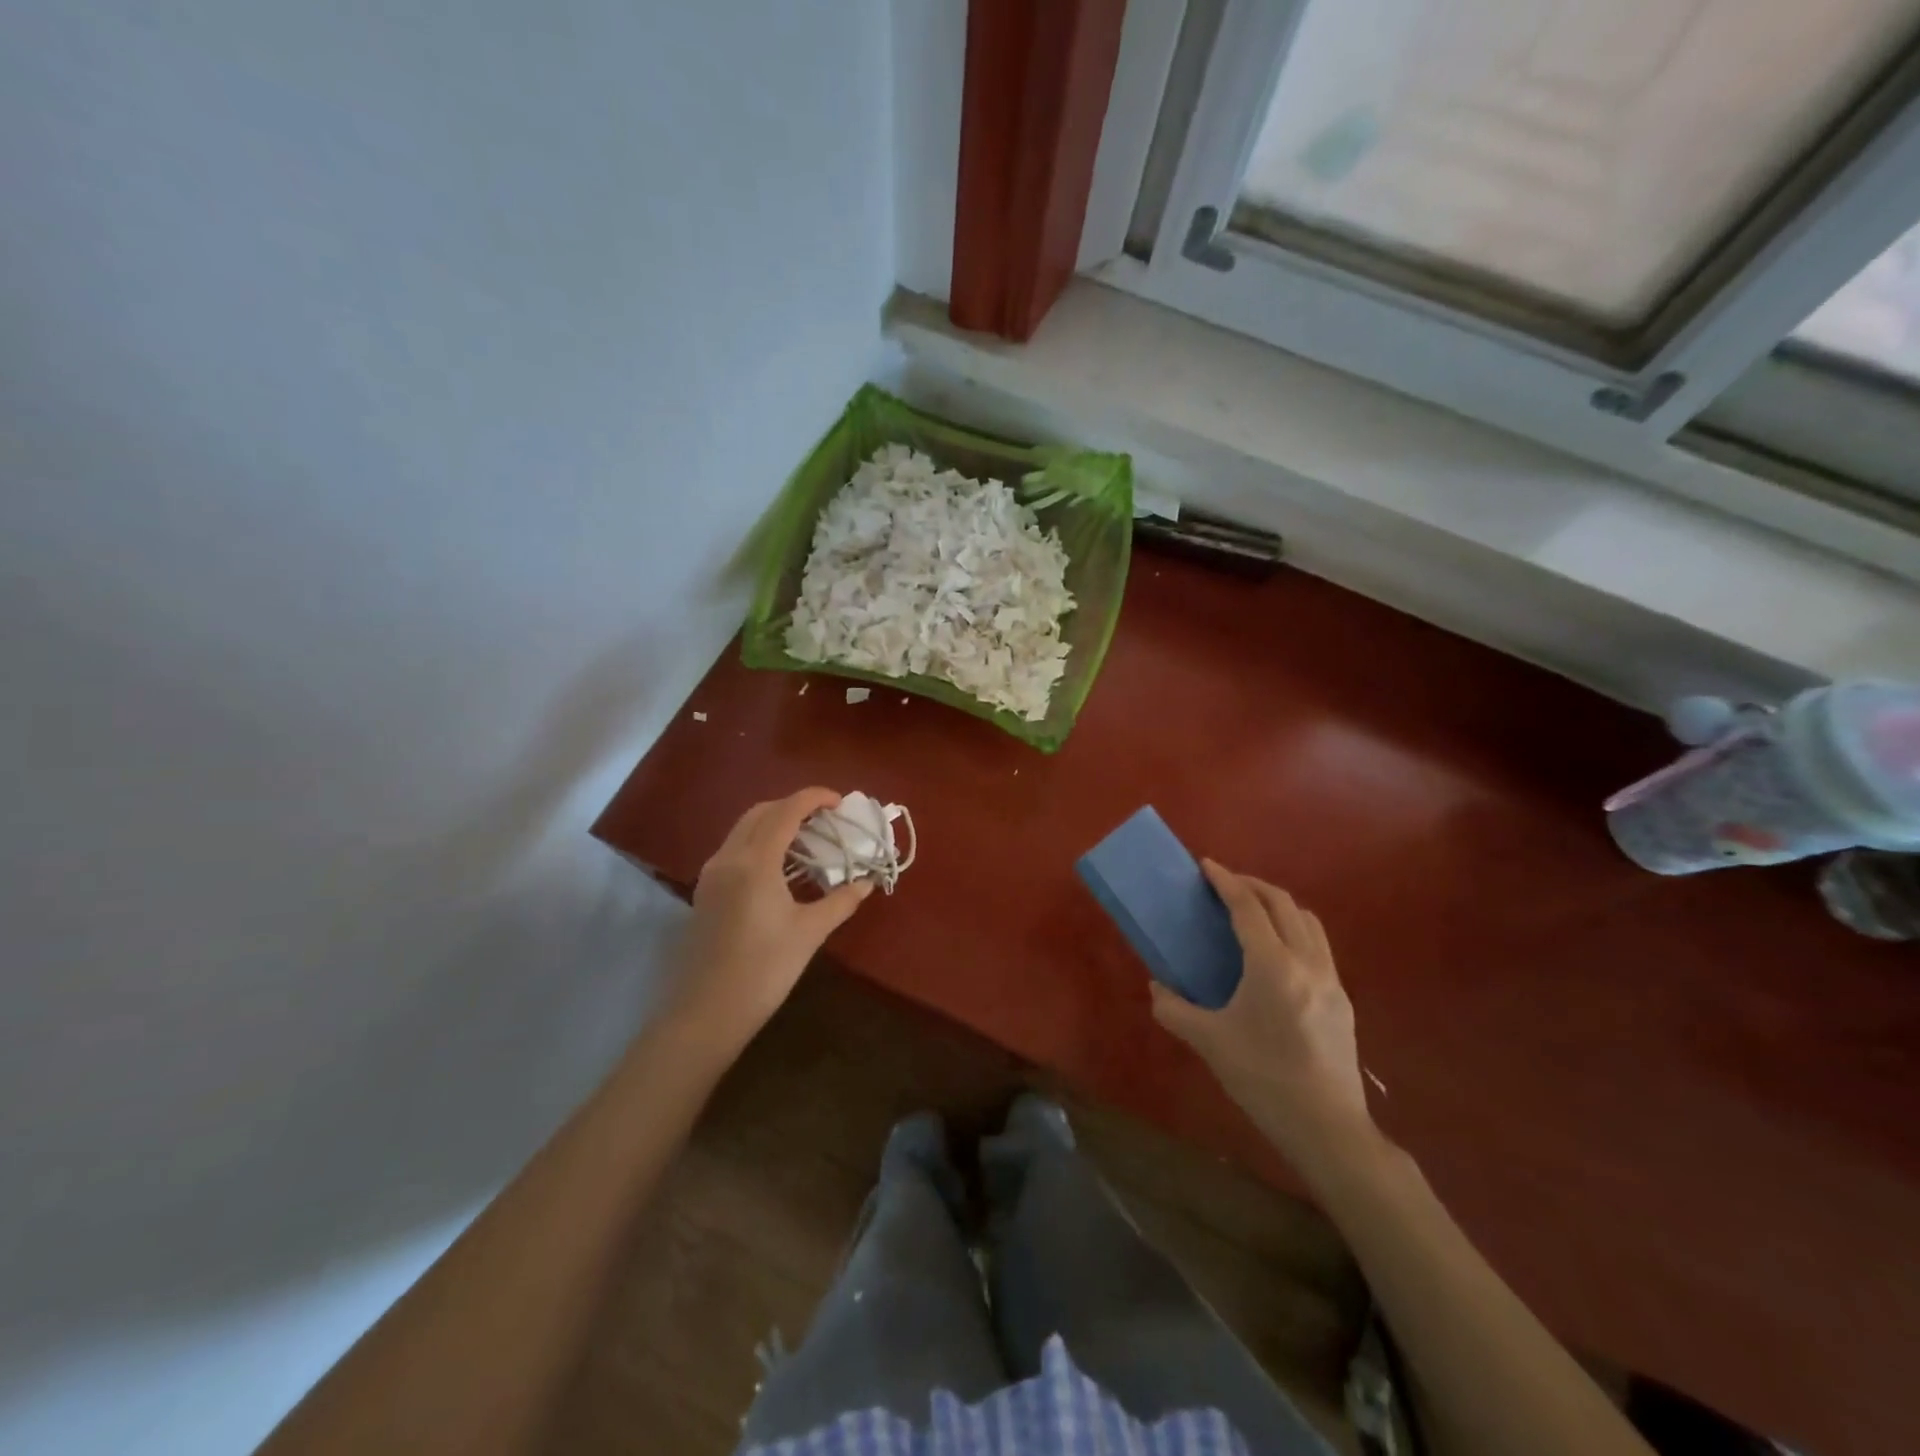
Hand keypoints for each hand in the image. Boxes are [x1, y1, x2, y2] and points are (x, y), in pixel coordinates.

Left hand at [666, 787, 873, 1048]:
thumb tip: (866, 883)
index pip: (785, 811)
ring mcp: (711, 874)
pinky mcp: (705, 892)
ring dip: (775, 823)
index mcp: (755, 862)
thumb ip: (840, 901)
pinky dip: (760, 843)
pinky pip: (735, 849)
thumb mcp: (809, 933)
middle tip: (825, 819)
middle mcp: (728, 858)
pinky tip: (781, 868)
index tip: (839, 801)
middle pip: (760, 812)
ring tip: (807, 840)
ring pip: (744, 829)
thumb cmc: (763, 971)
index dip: (813, 798)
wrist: (705, 1014)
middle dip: (793, 806)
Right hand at [1150, 861, 1377, 1171]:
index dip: (1225, 881)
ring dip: (1278, 905)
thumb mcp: (1209, 1043)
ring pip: (1307, 921)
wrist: (1327, 1127)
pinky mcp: (1342, 998)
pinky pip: (1318, 945)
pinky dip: (1295, 929)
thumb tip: (1157, 988)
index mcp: (1272, 966)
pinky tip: (1276, 952)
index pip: (1248, 908)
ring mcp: (1330, 979)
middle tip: (1224, 884)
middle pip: (1283, 904)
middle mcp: (1306, 962)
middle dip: (1252, 885)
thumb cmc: (1263, 1079)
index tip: (1206, 865)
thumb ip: (1174, 1010)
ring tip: (1252, 910)